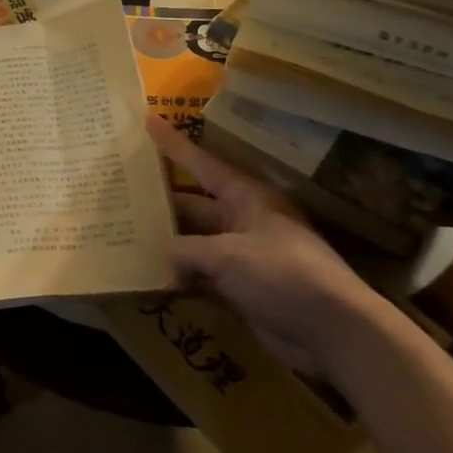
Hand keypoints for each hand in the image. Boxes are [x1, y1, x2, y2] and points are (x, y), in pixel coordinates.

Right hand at [148, 117, 396, 375]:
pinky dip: (179, 277)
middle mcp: (242, 221)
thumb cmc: (283, 275)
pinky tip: (150, 278)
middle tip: (120, 193)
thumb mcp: (228, 255)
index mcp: (246, 198)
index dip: (173, 144)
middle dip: (160, 200)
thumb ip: (187, 250)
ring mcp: (241, 257)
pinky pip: (201, 276)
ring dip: (166, 243)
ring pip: (194, 242)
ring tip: (124, 235)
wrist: (332, 331)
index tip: (148, 121)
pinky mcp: (240, 289)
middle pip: (192, 204)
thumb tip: (163, 253)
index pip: (201, 164)